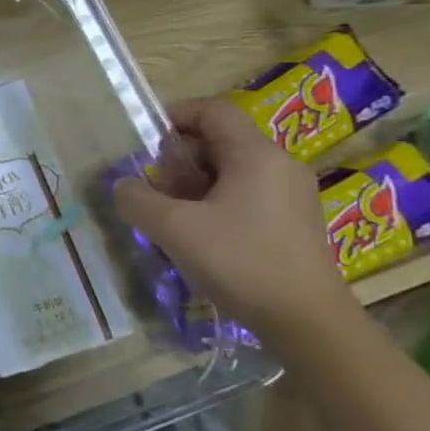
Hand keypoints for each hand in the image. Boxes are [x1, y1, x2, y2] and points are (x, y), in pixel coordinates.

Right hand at [113, 97, 355, 333]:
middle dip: (178, 158)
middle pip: (219, 140)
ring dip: (192, 183)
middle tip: (154, 188)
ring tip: (170, 215)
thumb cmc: (239, 260)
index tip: (143, 143)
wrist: (305, 320)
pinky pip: (243, 194)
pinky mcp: (291, 221)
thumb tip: (124, 186)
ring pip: (229, 170)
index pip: (213, 111)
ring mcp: (290, 195)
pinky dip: (212, 202)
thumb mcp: (171, 227)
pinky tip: (197, 234)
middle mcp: (279, 166)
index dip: (174, 116)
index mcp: (256, 155)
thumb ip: (136, 198)